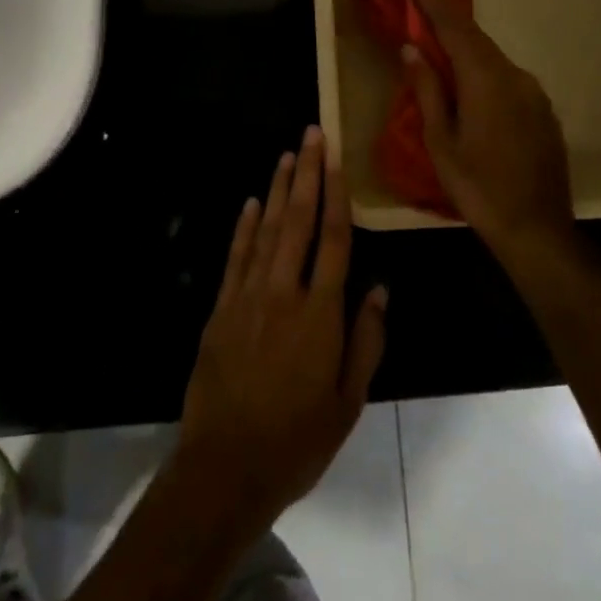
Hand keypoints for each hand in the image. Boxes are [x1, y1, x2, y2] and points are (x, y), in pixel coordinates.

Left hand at [177, 127, 387, 537]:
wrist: (225, 467)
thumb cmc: (297, 439)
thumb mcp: (348, 402)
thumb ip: (365, 341)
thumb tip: (379, 289)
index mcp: (321, 313)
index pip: (335, 240)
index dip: (337, 195)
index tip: (337, 159)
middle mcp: (284, 292)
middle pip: (299, 221)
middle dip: (306, 174)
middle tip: (311, 134)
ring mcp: (248, 297)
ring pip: (266, 230)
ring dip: (278, 189)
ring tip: (286, 155)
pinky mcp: (221, 308)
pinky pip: (236, 257)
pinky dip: (244, 226)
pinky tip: (252, 202)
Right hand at [404, 0, 573, 255]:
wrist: (537, 229)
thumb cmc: (478, 188)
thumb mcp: (441, 143)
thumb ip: (428, 92)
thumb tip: (413, 51)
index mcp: (486, 82)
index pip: (458, 32)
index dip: (437, 6)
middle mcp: (515, 78)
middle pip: (479, 40)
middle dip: (452, 18)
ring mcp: (535, 94)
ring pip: (496, 58)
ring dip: (470, 44)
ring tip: (446, 36)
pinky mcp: (543, 111)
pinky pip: (509, 77)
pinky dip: (487, 67)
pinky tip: (474, 77)